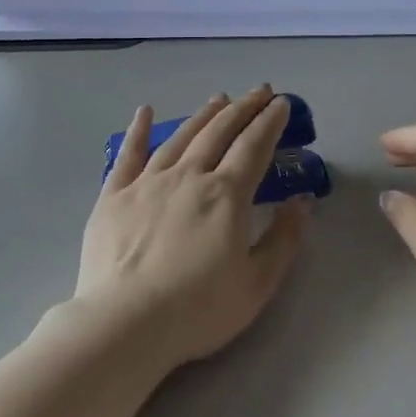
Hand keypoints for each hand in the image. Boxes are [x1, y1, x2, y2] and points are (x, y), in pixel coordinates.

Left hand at [75, 86, 310, 367]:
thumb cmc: (197, 310)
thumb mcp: (257, 284)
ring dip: (203, 115)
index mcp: (226, 195)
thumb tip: (302, 201)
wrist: (124, 325)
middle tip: (259, 91)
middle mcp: (188, 176)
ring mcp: (147, 182)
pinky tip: (145, 111)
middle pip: (219, 132)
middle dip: (243, 108)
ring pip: (181, 136)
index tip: (281, 103)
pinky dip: (138, 129)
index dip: (270, 122)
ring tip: (219, 98)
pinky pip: (128, 154)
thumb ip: (284, 239)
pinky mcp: (113, 195)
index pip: (253, 146)